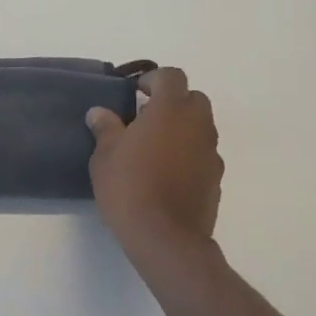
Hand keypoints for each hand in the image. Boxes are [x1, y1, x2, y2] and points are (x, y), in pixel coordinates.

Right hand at [86, 67, 224, 276]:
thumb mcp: (105, 156)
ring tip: (154, 148)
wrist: (166, 239)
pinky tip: (167, 174)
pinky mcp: (216, 179)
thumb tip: (99, 113)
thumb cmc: (130, 188)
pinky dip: (189, 154)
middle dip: (173, 101)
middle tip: (146, 118)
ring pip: (202, 127)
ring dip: (182, 129)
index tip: (135, 93)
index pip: (172, 76)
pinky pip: (203, 154)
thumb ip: (106, 128)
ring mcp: (211, 153)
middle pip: (194, 98)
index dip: (154, 79)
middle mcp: (197, 125)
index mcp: (170, 110)